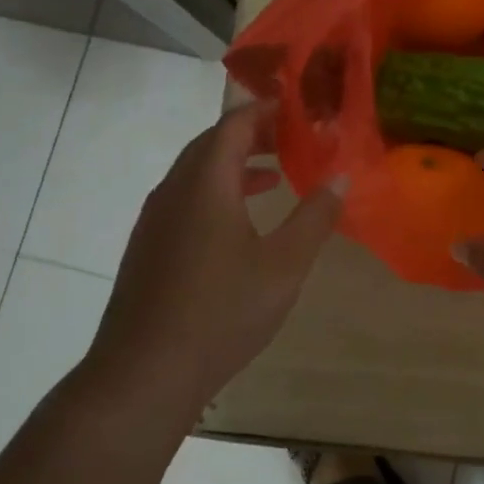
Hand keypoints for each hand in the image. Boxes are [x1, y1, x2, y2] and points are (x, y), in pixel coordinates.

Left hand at [86, 103, 344, 417]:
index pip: (234, 124)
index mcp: (205, 183)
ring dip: (235, 164)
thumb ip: (315, 218)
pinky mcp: (148, 247)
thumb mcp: (284, 266)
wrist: (143, 374)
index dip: (267, 110)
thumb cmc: (221, 313)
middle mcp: (174, 190)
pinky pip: (186, 198)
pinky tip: (240, 223)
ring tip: (274, 175)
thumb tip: (340, 178)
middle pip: (213, 143)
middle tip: (294, 138)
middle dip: (253, 134)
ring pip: (197, 172)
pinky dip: (217, 192)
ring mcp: (155, 220)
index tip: (301, 110)